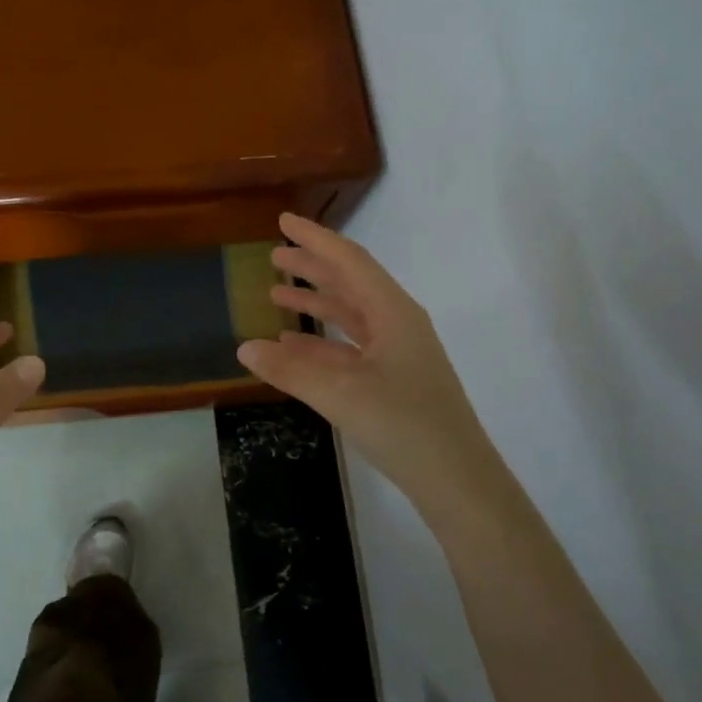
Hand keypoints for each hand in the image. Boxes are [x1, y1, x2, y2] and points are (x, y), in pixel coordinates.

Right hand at [238, 214, 491, 524]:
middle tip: (274, 255)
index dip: (314, 239)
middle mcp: (397, 323)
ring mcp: (397, 352)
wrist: (457, 480)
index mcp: (393, 312)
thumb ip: (290, 370)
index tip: (284, 221)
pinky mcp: (393, 379)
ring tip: (276, 294)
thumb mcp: (340, 394)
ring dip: (315, 303)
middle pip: (349, 283)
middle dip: (312, 267)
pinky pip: (350, 347)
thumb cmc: (404, 425)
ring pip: (349, 315)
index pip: (348, 261)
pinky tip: (293, 345)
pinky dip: (320, 341)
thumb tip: (244, 347)